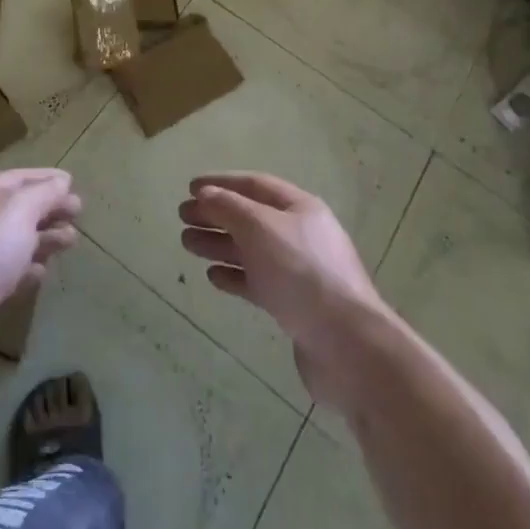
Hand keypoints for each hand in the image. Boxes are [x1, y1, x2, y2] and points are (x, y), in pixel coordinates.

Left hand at [0, 167, 81, 331]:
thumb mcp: (21, 211)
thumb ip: (44, 193)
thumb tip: (62, 182)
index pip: (17, 178)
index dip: (45, 178)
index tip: (72, 183)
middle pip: (17, 209)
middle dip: (48, 209)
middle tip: (78, 213)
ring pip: (14, 240)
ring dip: (44, 238)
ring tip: (71, 241)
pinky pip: (6, 271)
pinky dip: (27, 267)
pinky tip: (42, 272)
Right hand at [178, 173, 387, 405]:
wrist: (347, 345)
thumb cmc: (301, 273)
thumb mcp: (260, 228)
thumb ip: (229, 207)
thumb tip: (206, 193)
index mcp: (300, 208)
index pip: (255, 185)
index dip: (222, 183)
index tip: (190, 188)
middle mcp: (301, 235)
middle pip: (251, 218)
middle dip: (216, 215)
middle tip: (182, 217)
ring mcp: (300, 272)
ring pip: (251, 251)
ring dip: (219, 244)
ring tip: (187, 244)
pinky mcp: (295, 306)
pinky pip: (259, 282)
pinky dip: (235, 276)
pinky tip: (213, 276)